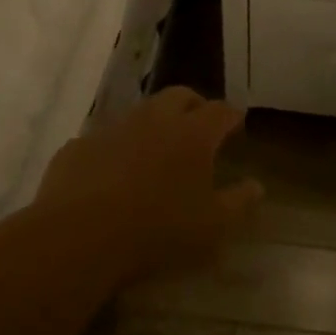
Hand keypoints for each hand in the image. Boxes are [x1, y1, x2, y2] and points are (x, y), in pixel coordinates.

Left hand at [34, 87, 261, 284]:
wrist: (78, 238)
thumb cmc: (158, 231)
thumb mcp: (212, 227)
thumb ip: (239, 202)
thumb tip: (257, 185)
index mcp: (192, 134)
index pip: (220, 111)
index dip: (231, 116)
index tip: (237, 124)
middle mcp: (154, 120)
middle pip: (180, 96)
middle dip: (194, 105)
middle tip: (199, 126)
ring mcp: (113, 129)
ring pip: (140, 113)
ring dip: (154, 123)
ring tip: (157, 149)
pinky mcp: (78, 146)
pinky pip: (104, 139)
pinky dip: (116, 148)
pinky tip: (112, 173)